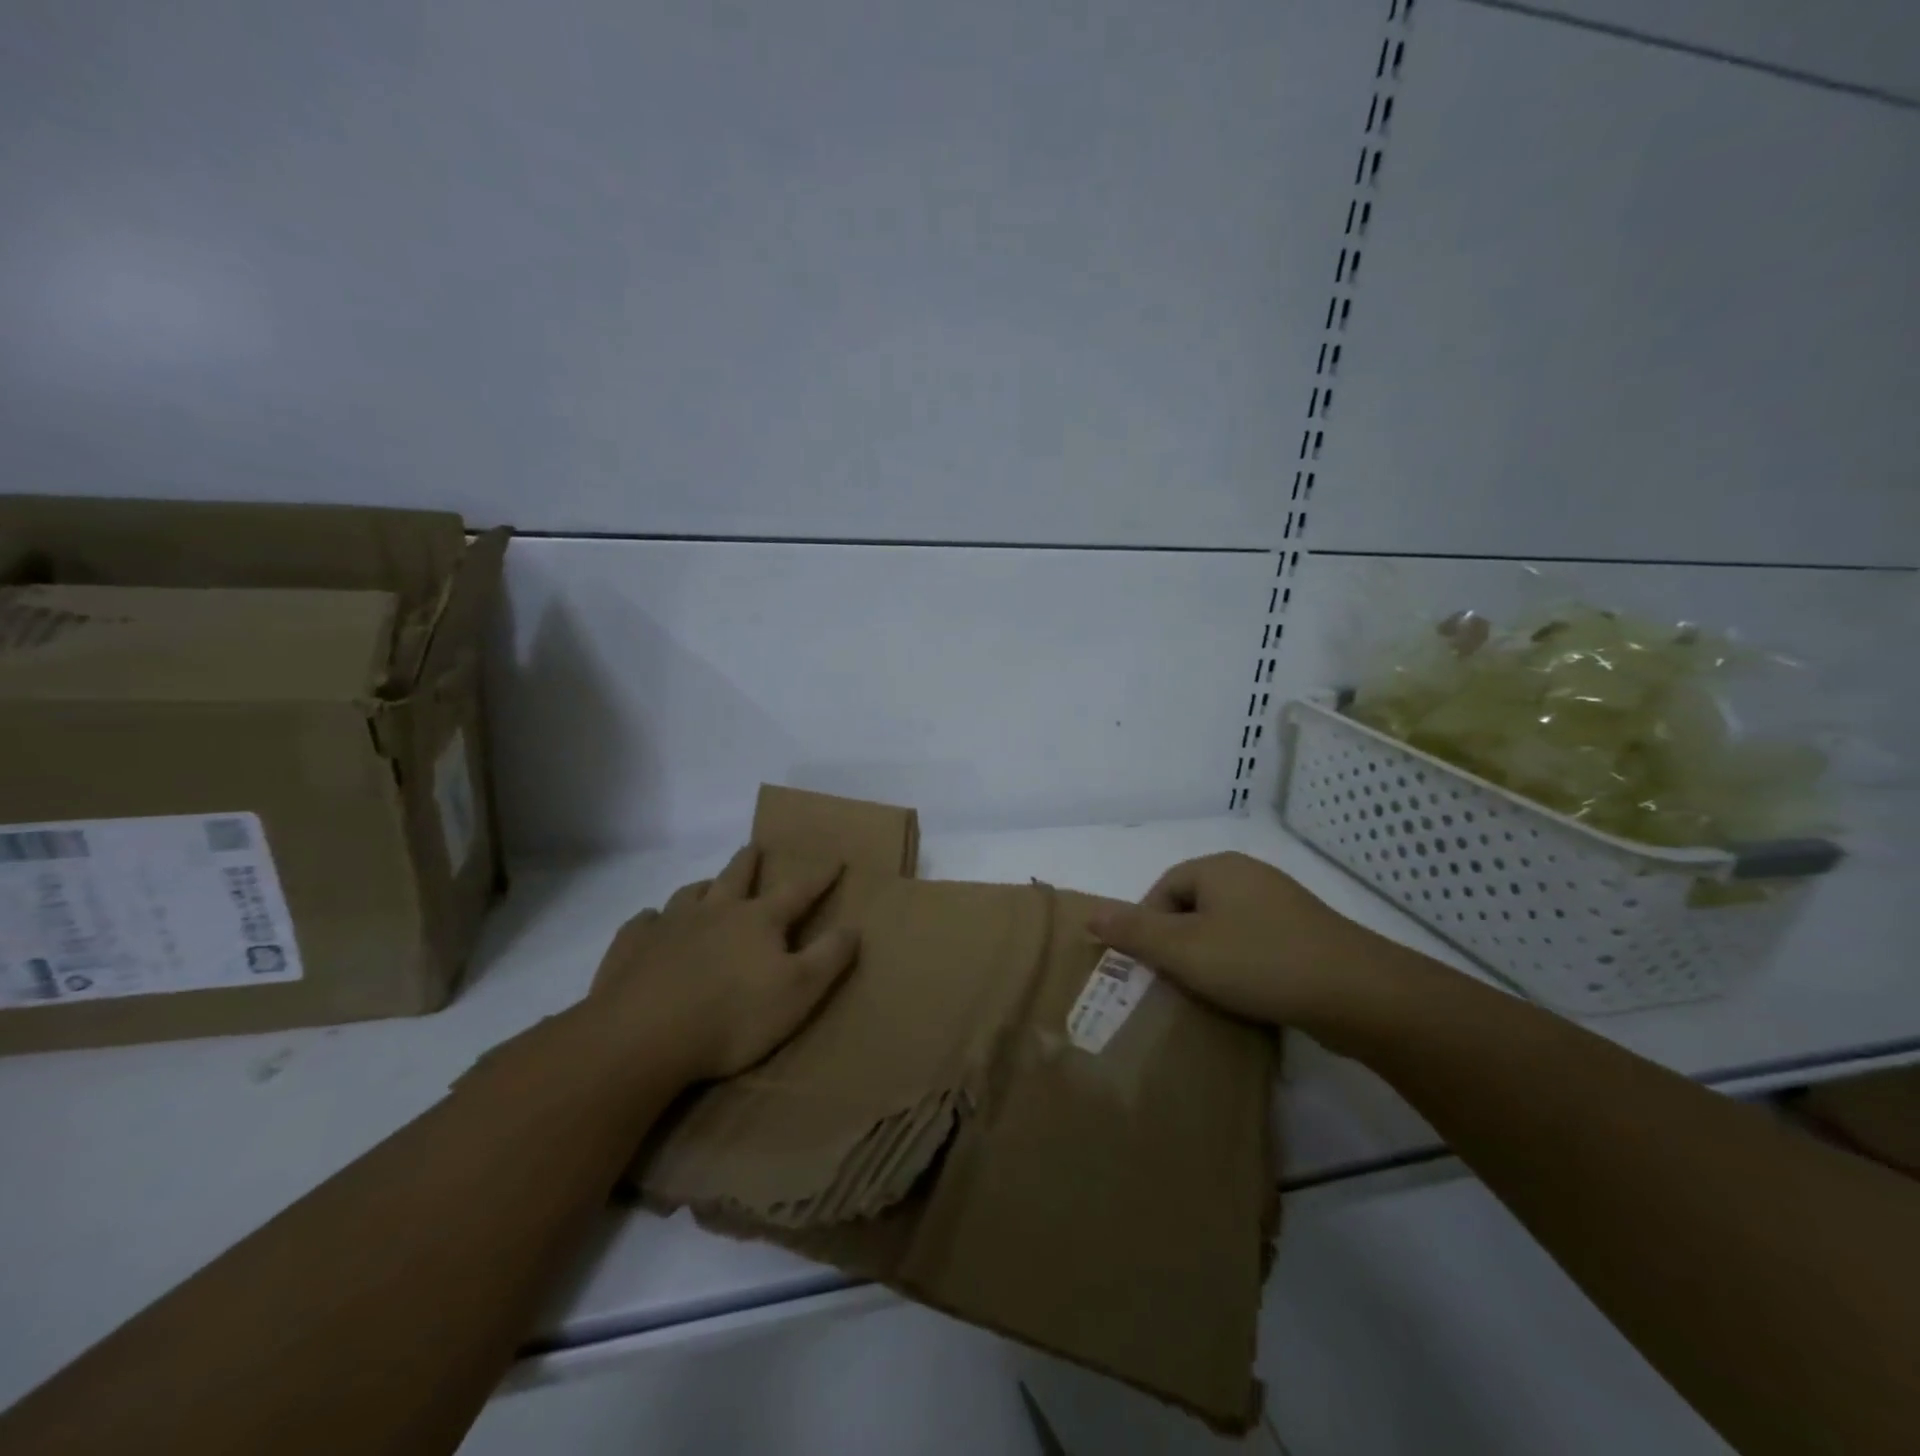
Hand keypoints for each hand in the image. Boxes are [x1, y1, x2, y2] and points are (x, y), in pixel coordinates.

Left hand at [589, 846, 858, 1081]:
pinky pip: (643, 923)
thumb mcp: (799, 991)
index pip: (797, 891)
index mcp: (757, 920)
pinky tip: (651, 925)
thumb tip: (853, 926)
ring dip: (702, 887)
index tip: (834, 859)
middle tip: (754, 847)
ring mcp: (669, 926)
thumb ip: (829, 957)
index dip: (819, 876)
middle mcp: (714, 911)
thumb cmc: (733, 1016)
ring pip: (689, 894)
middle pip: (736, 877)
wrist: (642, 1036)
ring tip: (706, 887)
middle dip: (749, 861)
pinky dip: (652, 920)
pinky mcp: (631, 947)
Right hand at [1088, 852, 1400, 1029]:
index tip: (1151, 966)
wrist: (1358, 993)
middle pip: (1193, 906)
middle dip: (1179, 943)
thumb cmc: (1259, 962)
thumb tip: (1090, 914)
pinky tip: (1250, 993)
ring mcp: (1283, 902)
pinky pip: (1257, 942)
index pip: (1163, 889)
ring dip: (1211, 956)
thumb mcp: (1184, 950)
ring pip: (1225, 926)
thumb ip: (1134, 932)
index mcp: (1218, 868)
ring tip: (1210, 992)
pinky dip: (1244, 964)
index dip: (1148, 926)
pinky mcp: (1307, 933)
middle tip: (1176, 982)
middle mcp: (1249, 875)